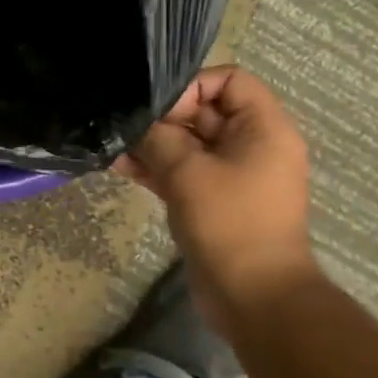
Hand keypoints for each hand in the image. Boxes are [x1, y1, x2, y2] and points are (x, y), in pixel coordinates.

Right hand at [115, 65, 317, 318]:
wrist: (254, 296)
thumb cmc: (229, 222)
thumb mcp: (186, 171)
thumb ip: (157, 137)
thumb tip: (134, 121)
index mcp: (263, 128)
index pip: (229, 80)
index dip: (191, 87)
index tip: (160, 111)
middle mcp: (252, 144)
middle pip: (204, 111)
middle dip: (162, 118)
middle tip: (125, 129)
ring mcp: (233, 174)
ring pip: (188, 143)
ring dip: (152, 144)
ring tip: (113, 149)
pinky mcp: (215, 198)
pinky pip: (185, 170)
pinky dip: (157, 167)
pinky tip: (120, 168)